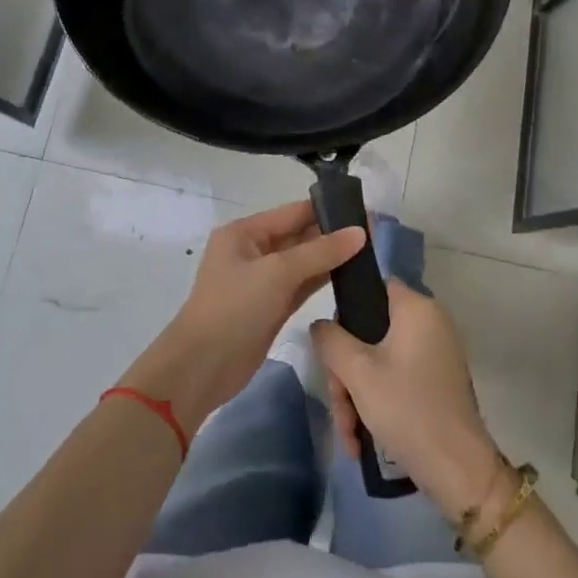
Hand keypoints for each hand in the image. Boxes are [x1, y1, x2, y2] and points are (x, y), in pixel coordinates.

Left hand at [122, 202, 364, 436]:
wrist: (202, 367)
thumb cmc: (234, 308)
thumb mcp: (277, 273)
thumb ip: (320, 252)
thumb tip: (360, 232)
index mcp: (244, 233)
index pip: (292, 212)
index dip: (327, 210)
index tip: (364, 210)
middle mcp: (253, 251)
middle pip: (298, 236)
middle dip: (332, 234)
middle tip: (374, 232)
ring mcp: (262, 281)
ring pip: (303, 262)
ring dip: (331, 258)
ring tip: (370, 251)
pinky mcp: (271, 307)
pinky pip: (302, 285)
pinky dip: (323, 280)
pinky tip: (351, 276)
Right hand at [312, 280, 502, 514]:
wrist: (458, 469)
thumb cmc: (406, 408)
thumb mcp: (358, 372)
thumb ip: (331, 340)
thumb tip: (321, 326)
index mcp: (417, 308)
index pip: (373, 287)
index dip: (346, 311)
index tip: (331, 347)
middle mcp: (430, 323)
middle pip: (371, 332)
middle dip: (347, 372)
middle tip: (338, 405)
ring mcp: (436, 354)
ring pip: (379, 361)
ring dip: (357, 395)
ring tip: (349, 435)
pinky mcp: (436, 382)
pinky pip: (396, 379)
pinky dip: (377, 403)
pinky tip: (362, 439)